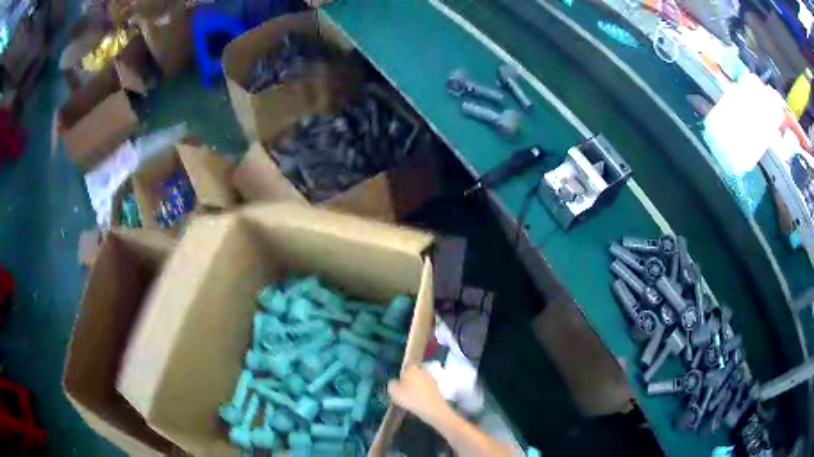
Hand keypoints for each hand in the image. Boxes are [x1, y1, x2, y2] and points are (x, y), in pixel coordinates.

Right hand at [388, 364, 448, 421]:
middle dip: (408, 381)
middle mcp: (422, 370)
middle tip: (402, 391)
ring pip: (419, 381)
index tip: (397, 383)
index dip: (400, 374)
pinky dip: (422, 393)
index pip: (404, 367)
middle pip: (412, 374)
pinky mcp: (437, 387)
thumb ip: (392, 384)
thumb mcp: (394, 392)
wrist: (432, 408)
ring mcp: (431, 378)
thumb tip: (395, 382)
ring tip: (410, 398)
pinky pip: (425, 388)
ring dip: (415, 387)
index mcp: (412, 368)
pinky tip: (419, 401)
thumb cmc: (411, 398)